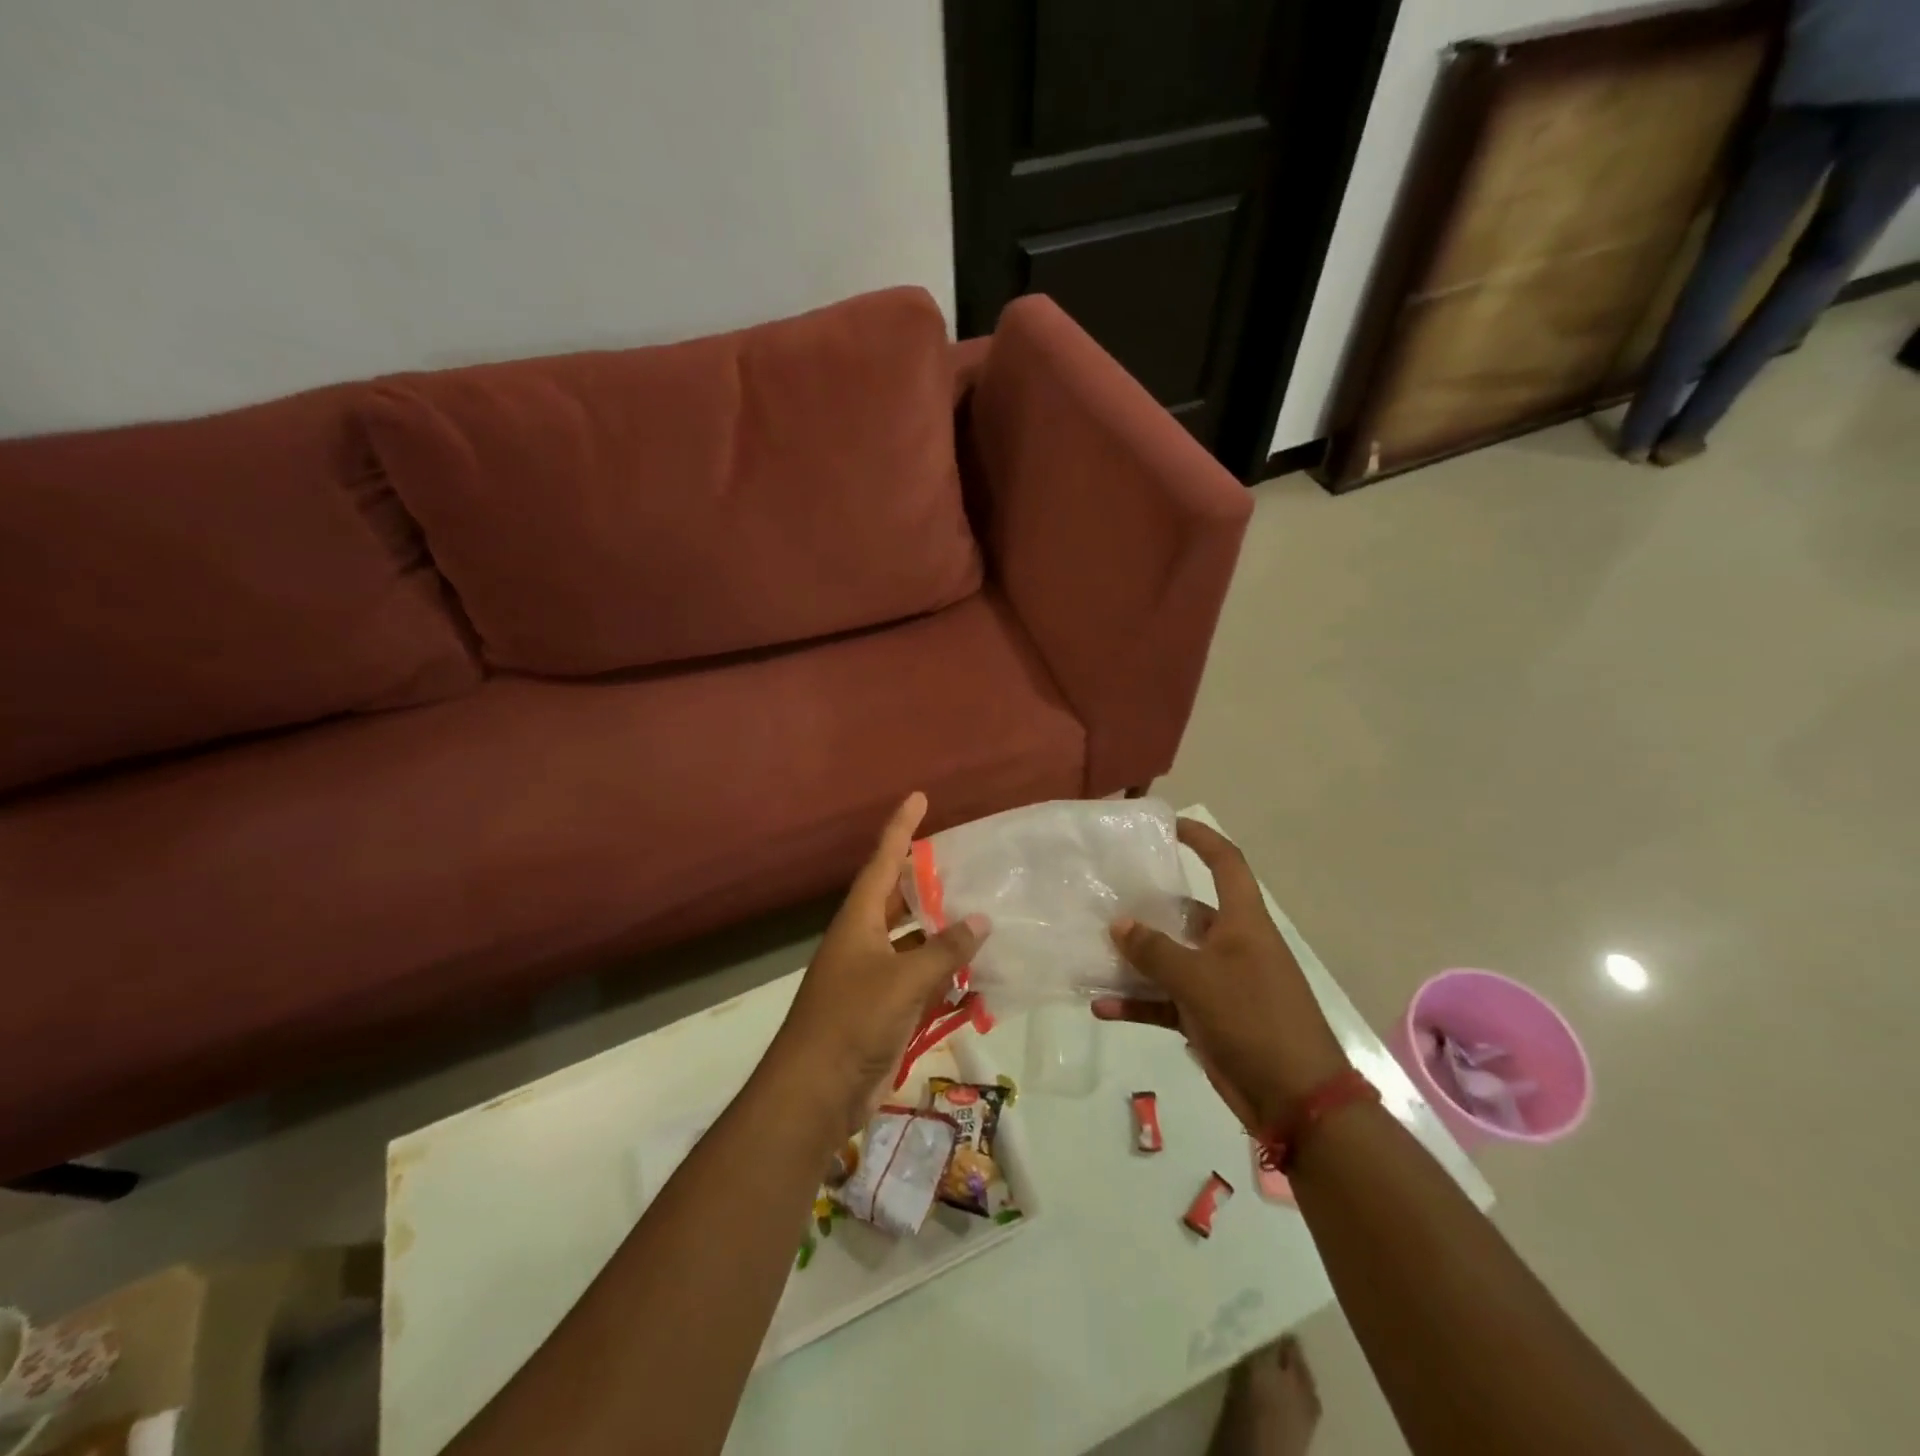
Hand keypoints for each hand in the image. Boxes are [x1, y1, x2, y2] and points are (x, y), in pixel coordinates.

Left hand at [768, 793, 988, 1136]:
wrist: (815, 1093)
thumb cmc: (852, 1022)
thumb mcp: (903, 980)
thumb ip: (944, 950)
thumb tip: (981, 920)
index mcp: (858, 921)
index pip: (883, 861)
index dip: (901, 828)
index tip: (919, 797)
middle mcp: (863, 941)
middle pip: (898, 900)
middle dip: (927, 881)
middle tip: (964, 862)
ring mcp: (872, 977)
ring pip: (913, 943)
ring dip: (942, 933)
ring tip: (982, 915)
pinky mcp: (882, 1010)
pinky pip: (920, 981)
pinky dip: (945, 978)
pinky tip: (978, 978)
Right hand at [1093, 819, 1347, 1134]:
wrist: (1296, 1099)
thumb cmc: (1254, 1020)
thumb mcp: (1198, 980)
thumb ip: (1154, 950)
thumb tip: (1119, 924)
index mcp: (1243, 923)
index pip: (1226, 864)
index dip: (1201, 839)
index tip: (1167, 826)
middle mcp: (1232, 945)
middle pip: (1185, 913)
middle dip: (1147, 908)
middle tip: (1106, 898)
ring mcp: (1220, 983)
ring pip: (1170, 960)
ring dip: (1135, 961)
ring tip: (1093, 952)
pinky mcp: (1208, 1018)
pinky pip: (1166, 1001)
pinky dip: (1138, 1003)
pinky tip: (1102, 1008)